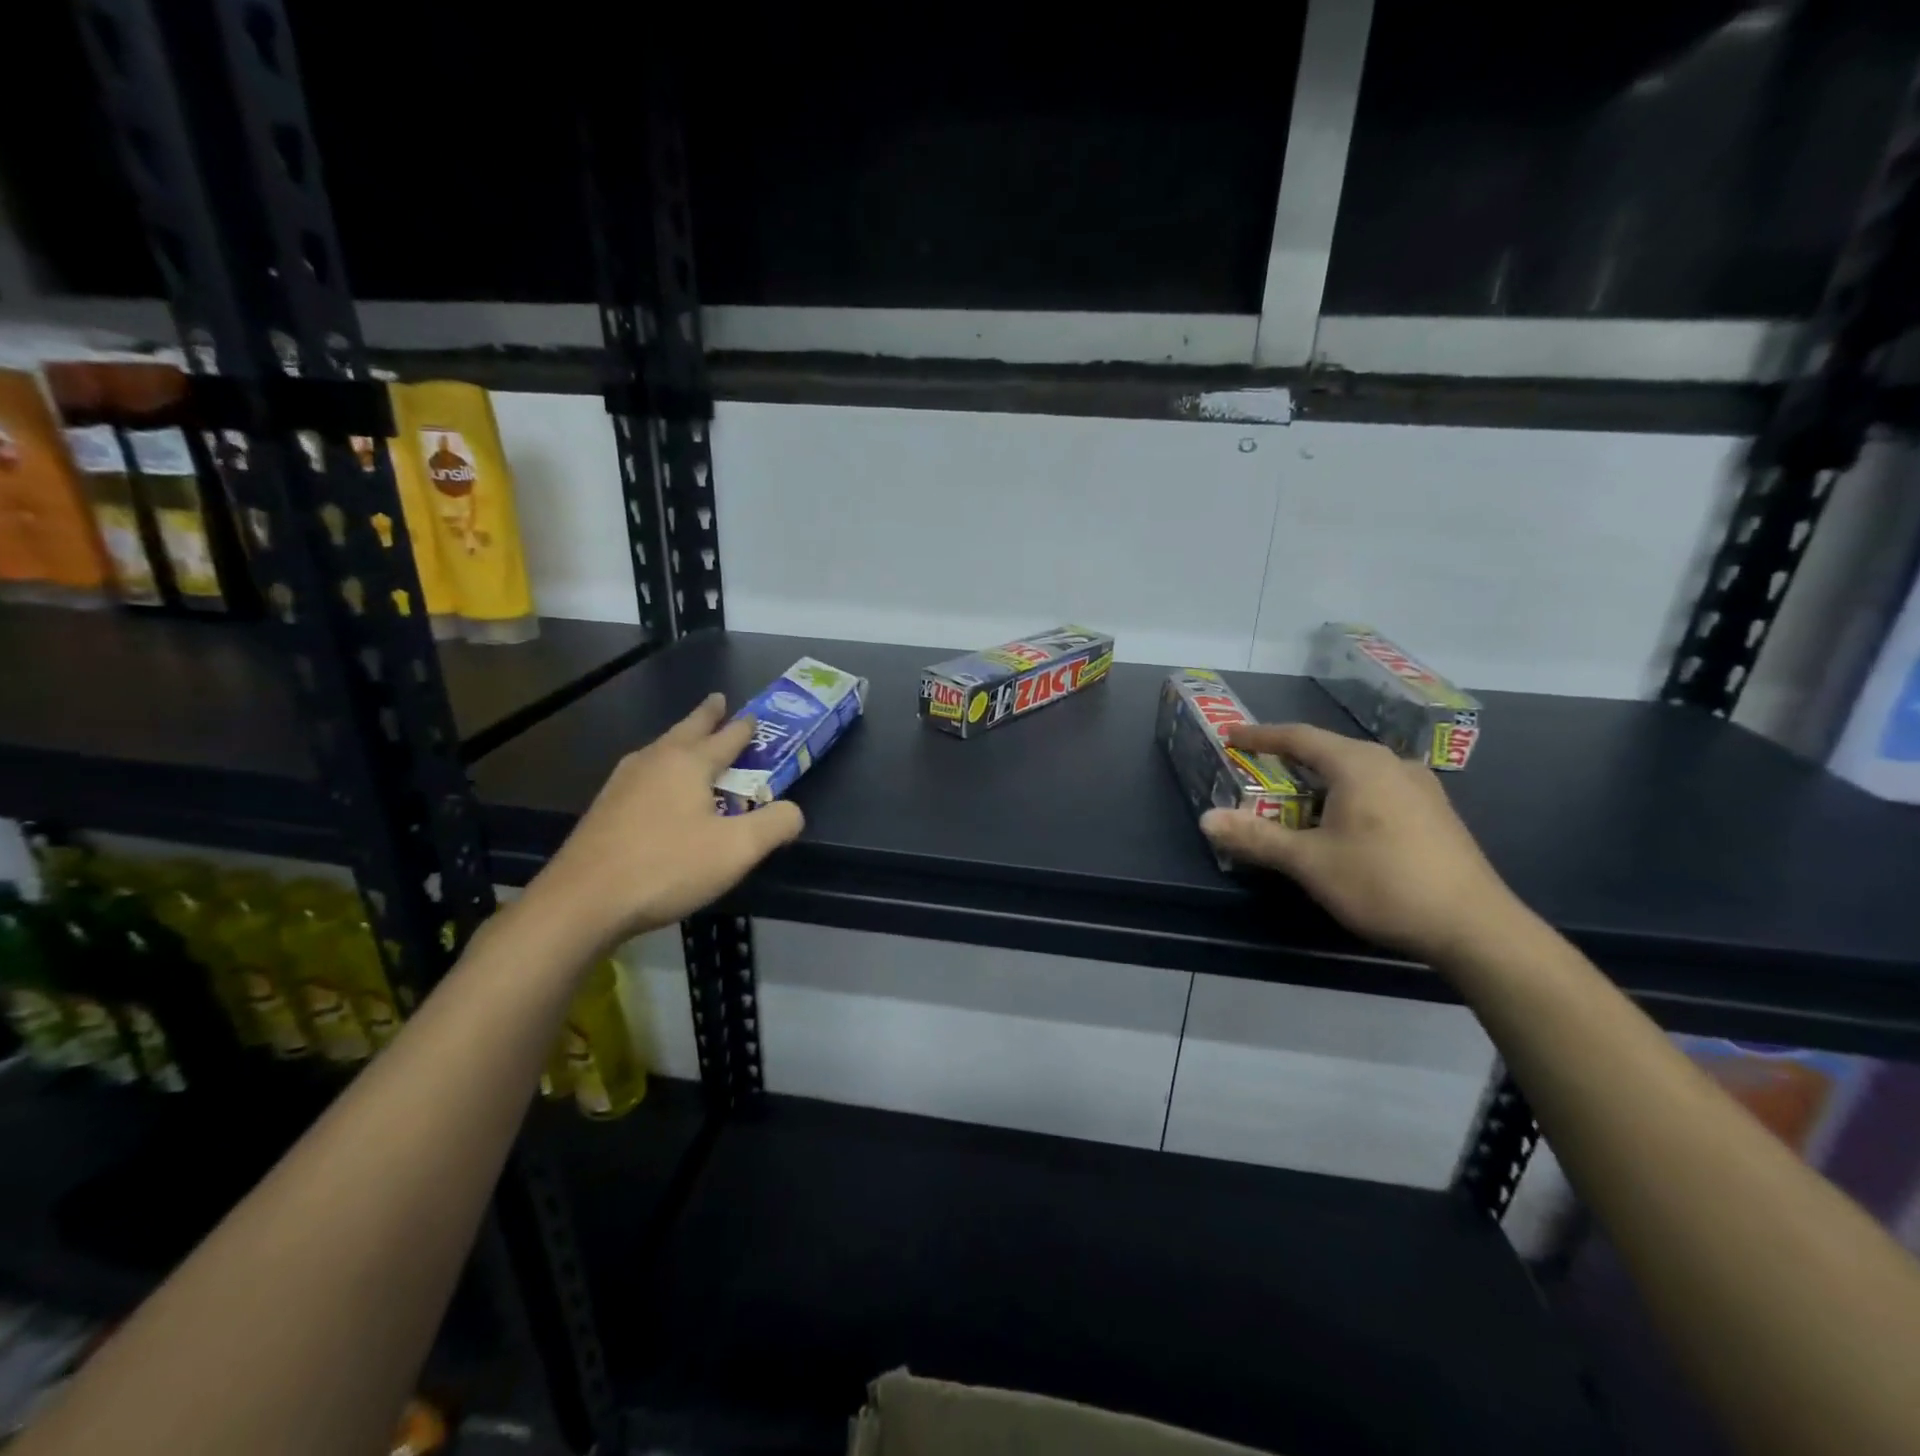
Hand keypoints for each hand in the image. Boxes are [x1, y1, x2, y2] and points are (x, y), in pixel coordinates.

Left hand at [521, 693, 803, 952]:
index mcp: (688, 763)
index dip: (745, 727)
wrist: (583, 901)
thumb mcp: (738, 850)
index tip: (755, 716)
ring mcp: (623, 783)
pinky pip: (643, 774)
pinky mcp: (605, 809)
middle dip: (706, 716)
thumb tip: (793, 811)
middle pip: (686, 730)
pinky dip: (661, 768)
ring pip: (660, 750)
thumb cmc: (667, 867)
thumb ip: (775, 825)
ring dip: (680, 741)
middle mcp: (654, 762)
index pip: (726, 737)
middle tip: (718, 701)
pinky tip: (658, 787)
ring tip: (690, 742)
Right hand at [1199, 723, 1521, 961]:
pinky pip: (1378, 788)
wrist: (1475, 927)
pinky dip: (1347, 795)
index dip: (1260, 736)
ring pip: (1356, 771)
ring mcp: (1420, 787)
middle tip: (1257, 770)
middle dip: (1289, 759)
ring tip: (1295, 799)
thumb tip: (1206, 820)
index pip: (1299, 737)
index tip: (1231, 735)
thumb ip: (1257, 837)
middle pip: (1329, 751)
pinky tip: (1342, 823)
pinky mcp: (1435, 812)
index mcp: (1358, 765)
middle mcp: (1391, 764)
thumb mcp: (1310, 862)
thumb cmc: (1384, 883)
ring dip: (1320, 780)